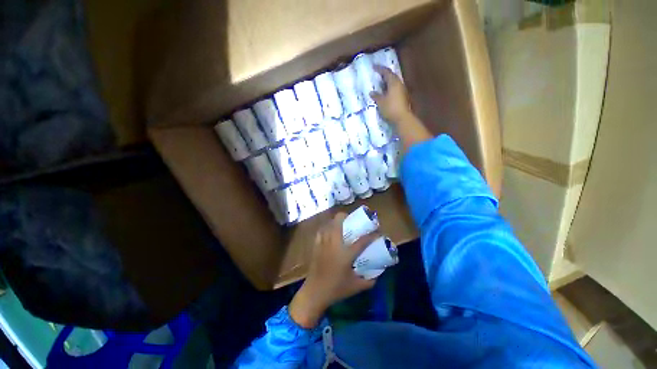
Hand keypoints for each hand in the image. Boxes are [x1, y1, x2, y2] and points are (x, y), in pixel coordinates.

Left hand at [289, 213, 379, 327]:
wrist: (315, 292)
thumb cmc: (336, 289)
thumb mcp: (356, 286)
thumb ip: (369, 281)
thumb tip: (378, 275)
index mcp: (346, 254)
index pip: (361, 241)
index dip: (371, 235)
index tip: (377, 231)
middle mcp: (334, 244)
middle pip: (338, 221)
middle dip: (346, 216)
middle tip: (352, 220)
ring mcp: (324, 243)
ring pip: (328, 224)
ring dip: (335, 221)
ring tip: (341, 223)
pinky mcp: (316, 246)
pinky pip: (321, 231)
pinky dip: (326, 227)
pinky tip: (329, 231)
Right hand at [371, 65, 432, 153]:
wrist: (402, 118)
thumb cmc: (390, 108)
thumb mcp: (381, 102)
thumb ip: (376, 96)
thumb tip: (372, 92)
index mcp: (393, 82)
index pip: (386, 72)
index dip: (380, 69)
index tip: (374, 67)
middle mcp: (399, 84)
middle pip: (392, 76)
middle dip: (385, 74)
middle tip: (378, 74)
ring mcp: (402, 90)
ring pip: (394, 82)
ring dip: (388, 81)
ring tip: (381, 83)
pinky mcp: (403, 97)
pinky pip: (395, 88)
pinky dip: (390, 87)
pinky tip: (386, 92)